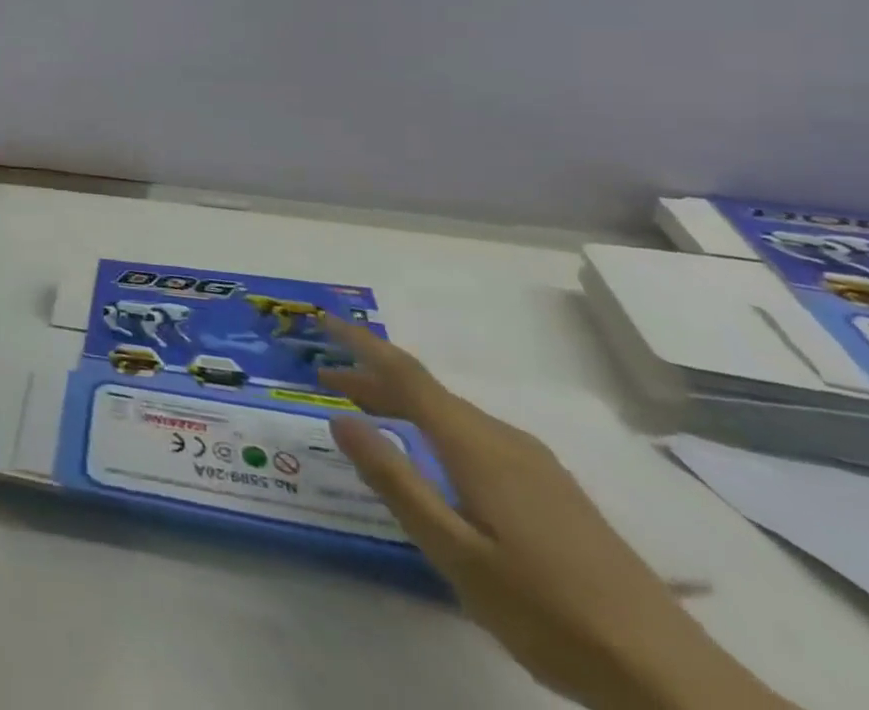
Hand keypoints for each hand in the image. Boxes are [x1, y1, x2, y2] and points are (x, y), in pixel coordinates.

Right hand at [317, 318, 791, 709]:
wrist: (674, 680)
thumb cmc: (548, 611)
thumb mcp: (454, 553)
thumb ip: (395, 481)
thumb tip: (341, 420)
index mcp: (476, 446)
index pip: (406, 375)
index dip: (361, 344)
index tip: (323, 322)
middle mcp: (504, 440)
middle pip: (427, 392)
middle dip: (374, 380)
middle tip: (327, 382)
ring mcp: (536, 465)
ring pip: (453, 416)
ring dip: (404, 406)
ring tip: (370, 417)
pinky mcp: (554, 491)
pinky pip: (477, 437)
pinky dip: (436, 429)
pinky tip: (434, 461)